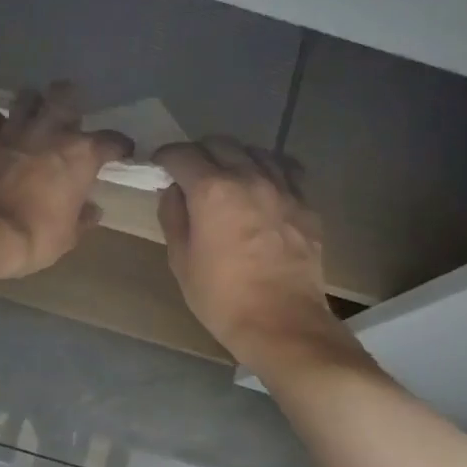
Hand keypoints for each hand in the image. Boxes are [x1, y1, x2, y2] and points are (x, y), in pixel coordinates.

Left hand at [0, 82, 133, 281]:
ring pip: (26, 98)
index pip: (112, 140)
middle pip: (64, 95)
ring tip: (34, 113)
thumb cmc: (36, 236)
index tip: (122, 152)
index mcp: (81, 155)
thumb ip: (83, 218)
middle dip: (70, 97)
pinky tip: (0, 131)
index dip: (120, 146)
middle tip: (71, 111)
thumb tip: (92, 210)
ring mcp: (15, 132)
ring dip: (32, 103)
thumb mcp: (68, 236)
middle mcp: (51, 133)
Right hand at [154, 138, 357, 366]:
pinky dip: (270, 168)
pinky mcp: (306, 204)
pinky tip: (264, 184)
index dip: (166, 158)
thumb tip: (174, 191)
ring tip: (228, 176)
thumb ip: (173, 217)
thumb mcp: (181, 261)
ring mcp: (282, 189)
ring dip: (235, 157)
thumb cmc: (222, 298)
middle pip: (220, 144)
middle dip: (199, 152)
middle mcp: (248, 178)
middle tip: (191, 174)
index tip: (160, 167)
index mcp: (211, 191)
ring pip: (255, 151)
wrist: (282, 323)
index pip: (182, 154)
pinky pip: (287, 170)